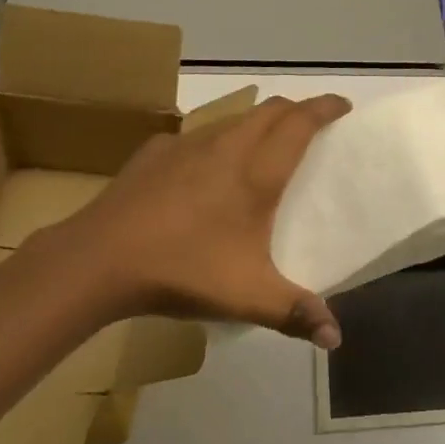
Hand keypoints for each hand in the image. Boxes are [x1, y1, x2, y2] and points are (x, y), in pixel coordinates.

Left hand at [36, 94, 350, 347]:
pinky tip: (204, 169)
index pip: (301, 121)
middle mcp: (229, 144)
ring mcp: (189, 142)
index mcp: (259, 170)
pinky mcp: (157, 150)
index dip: (325, 107)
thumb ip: (295, 312)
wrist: (101, 258)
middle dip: (297, 109)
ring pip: (235, 117)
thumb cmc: (184, 269)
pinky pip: (198, 134)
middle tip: (311, 125)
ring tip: (263, 145)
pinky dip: (216, 140)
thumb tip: (335, 338)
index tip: (343, 105)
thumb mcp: (247, 297)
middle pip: (272, 109)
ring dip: (258, 121)